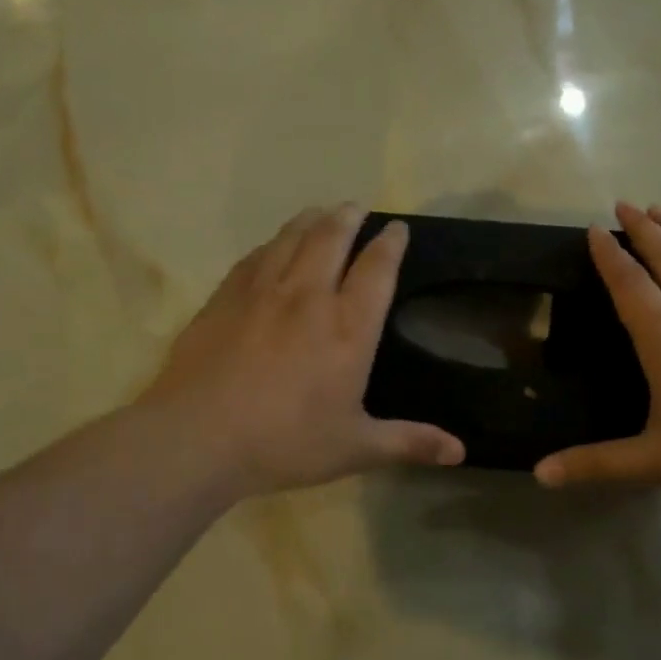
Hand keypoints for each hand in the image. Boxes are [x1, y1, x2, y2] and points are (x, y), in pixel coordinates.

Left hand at [139, 204, 464, 498]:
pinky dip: (272, 244)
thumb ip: (408, 443)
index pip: (376, 269)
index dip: (390, 244)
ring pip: (291, 239)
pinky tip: (272, 246)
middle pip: (332, 238)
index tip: (398, 228)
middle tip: (357, 207)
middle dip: (348, 218)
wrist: (199, 437)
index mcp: (348, 328)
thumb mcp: (355, 449)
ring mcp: (263, 292)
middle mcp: (309, 297)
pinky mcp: (225, 298)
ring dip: (311, 220)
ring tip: (320, 212)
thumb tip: (461, 452)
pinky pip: (256, 257)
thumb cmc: (286, 442)